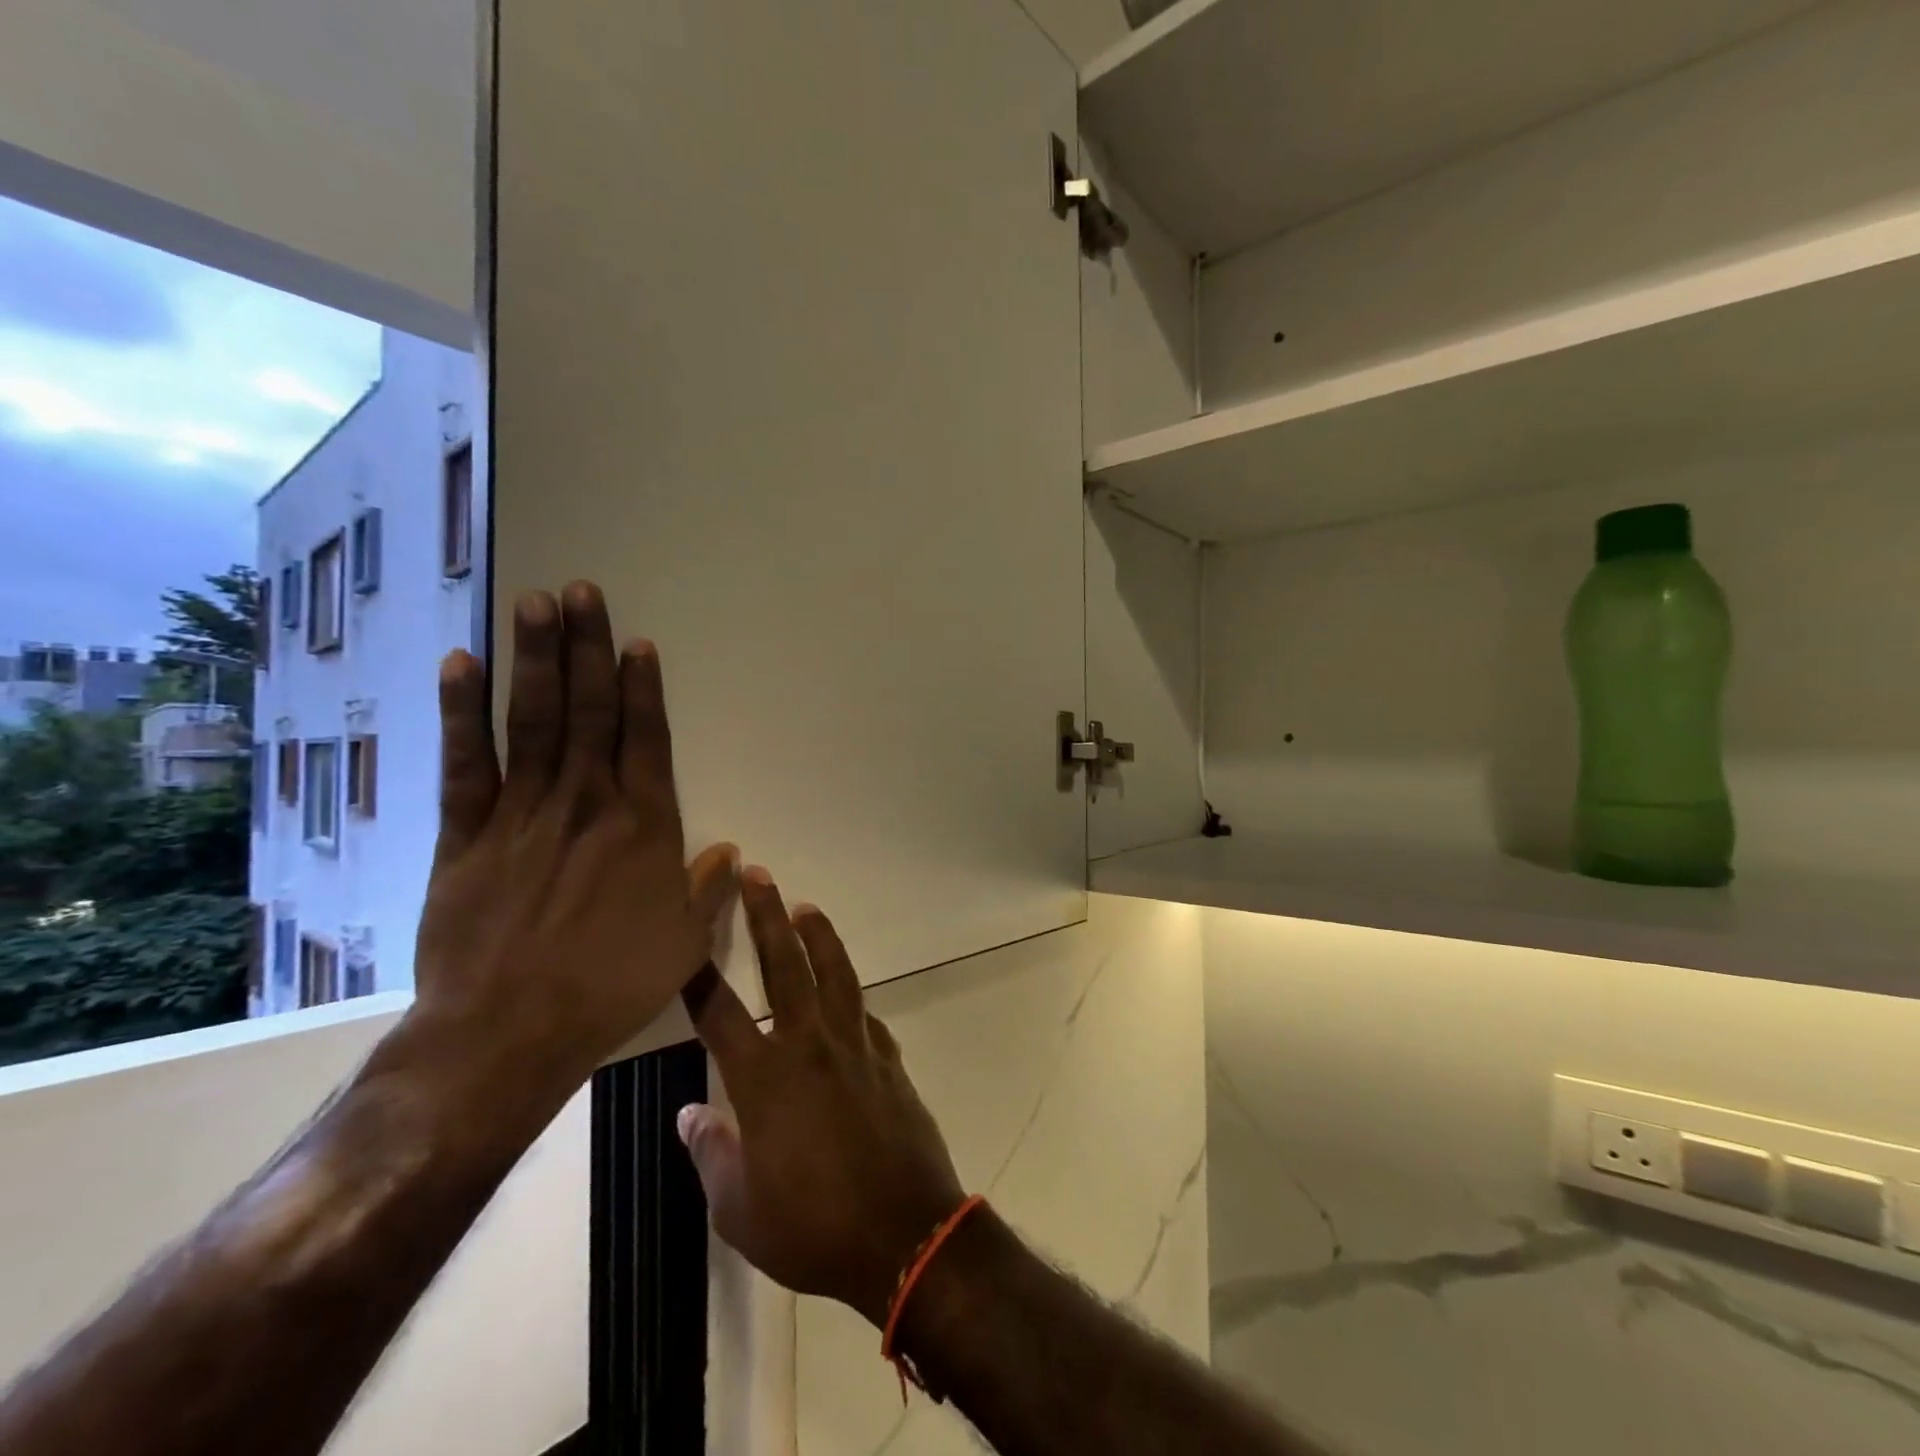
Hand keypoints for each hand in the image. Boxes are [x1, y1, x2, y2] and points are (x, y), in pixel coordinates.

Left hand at [406, 582, 738, 1105]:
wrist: (508, 1032)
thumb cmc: (610, 985)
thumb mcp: (683, 944)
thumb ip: (707, 890)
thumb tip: (730, 852)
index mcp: (643, 827)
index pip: (645, 740)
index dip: (642, 688)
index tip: (636, 643)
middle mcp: (587, 804)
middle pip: (589, 712)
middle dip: (588, 647)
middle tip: (583, 591)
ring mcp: (522, 813)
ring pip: (533, 721)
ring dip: (536, 659)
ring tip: (537, 603)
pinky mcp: (466, 835)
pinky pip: (465, 763)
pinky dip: (462, 713)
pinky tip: (462, 664)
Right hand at [678, 869, 965, 1325]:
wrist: (904, 1233)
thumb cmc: (812, 1226)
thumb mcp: (739, 1208)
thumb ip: (713, 1153)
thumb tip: (692, 1113)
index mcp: (766, 1079)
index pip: (721, 1013)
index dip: (698, 974)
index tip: (685, 934)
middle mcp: (810, 1046)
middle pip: (785, 966)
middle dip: (767, 916)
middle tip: (757, 875)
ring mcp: (856, 1046)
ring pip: (835, 974)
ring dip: (819, 936)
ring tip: (806, 906)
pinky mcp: (888, 1059)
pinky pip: (865, 1015)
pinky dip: (852, 998)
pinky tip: (847, 995)